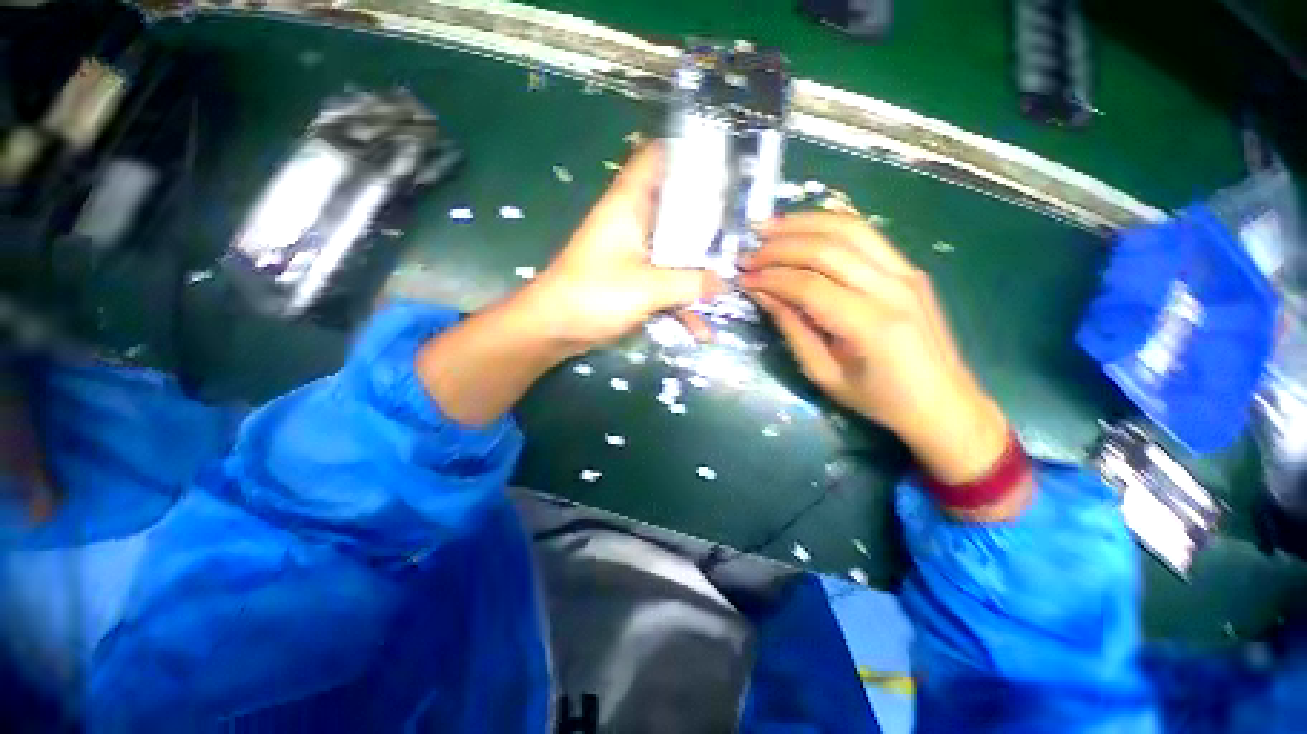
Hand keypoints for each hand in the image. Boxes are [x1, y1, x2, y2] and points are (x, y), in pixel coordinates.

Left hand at [516, 143, 723, 352]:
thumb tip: (726, 282)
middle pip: (676, 208)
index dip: (688, 153)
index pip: (657, 157)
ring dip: (698, 271)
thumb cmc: (595, 295)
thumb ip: (691, 283)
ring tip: (733, 283)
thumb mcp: (648, 287)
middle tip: (743, 227)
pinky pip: (665, 284)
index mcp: (630, 205)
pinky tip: (701, 330)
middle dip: (709, 219)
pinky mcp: (633, 281)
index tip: (725, 164)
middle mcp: (634, 223)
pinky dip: (681, 303)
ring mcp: (634, 254)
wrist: (553, 329)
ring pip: (674, 251)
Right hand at [740, 213, 1012, 490]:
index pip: (809, 286)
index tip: (743, 278)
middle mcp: (893, 289)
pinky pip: (865, 234)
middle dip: (781, 246)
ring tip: (768, 227)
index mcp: (872, 326)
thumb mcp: (824, 374)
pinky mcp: (910, 268)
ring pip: (849, 229)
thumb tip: (762, 293)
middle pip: (828, 249)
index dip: (771, 279)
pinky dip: (829, 225)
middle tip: (749, 252)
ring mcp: (907, 272)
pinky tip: (803, 228)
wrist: (943, 403)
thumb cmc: (879, 400)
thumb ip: (792, 329)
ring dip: (803, 224)